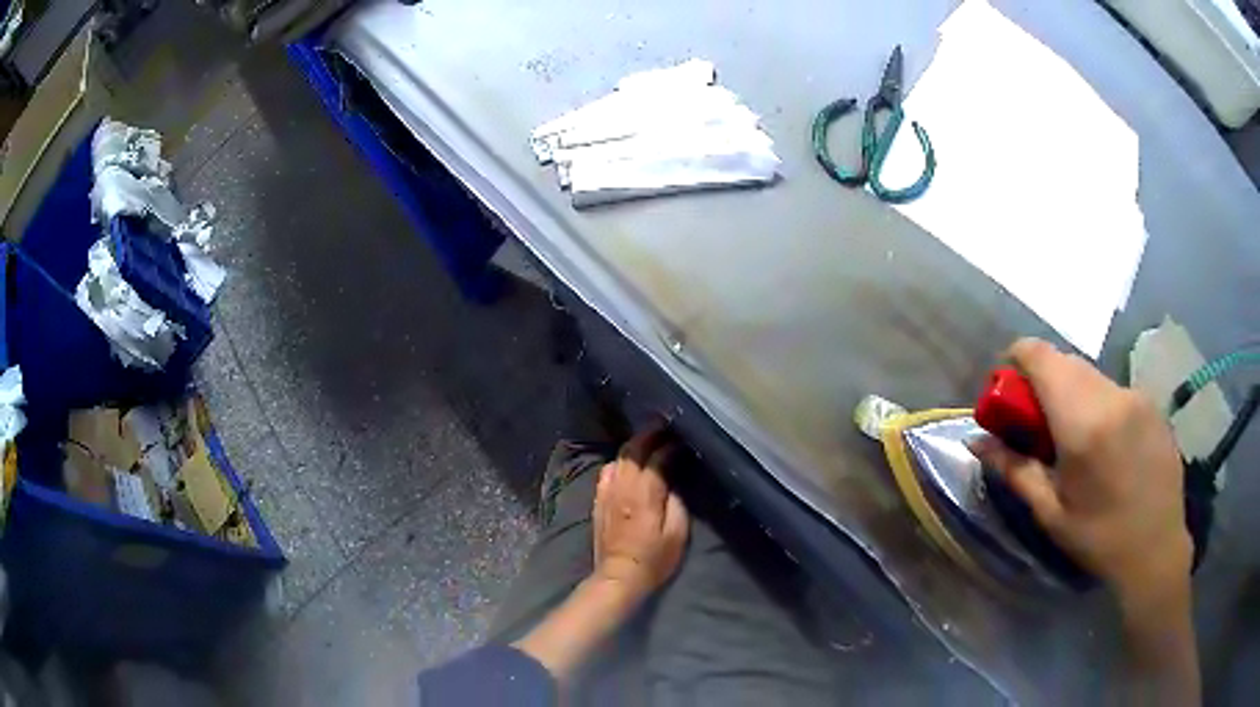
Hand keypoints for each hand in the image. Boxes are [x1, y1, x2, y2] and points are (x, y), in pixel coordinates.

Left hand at [513, 427, 689, 681]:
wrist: (619, 576)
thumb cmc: (654, 558)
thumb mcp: (676, 533)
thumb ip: (676, 502)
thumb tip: (673, 481)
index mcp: (645, 494)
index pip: (657, 459)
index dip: (670, 446)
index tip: (682, 440)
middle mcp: (623, 487)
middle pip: (633, 450)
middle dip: (649, 436)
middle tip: (664, 429)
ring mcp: (607, 493)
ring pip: (618, 458)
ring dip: (633, 447)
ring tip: (647, 443)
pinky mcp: (599, 502)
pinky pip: (606, 472)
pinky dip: (619, 462)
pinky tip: (627, 464)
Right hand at [971, 338, 1190, 601]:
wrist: (1156, 548)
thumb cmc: (1099, 538)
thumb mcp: (1051, 512)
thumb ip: (1014, 469)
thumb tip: (976, 441)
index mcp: (1082, 423)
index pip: (1040, 356)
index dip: (1016, 359)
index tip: (1009, 391)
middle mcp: (1110, 396)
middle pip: (1065, 361)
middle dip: (1043, 382)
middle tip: (1039, 425)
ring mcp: (1135, 395)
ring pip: (1091, 374)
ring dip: (1073, 392)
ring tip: (1075, 439)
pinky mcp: (1151, 402)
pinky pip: (1114, 389)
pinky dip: (1099, 403)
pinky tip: (1106, 444)